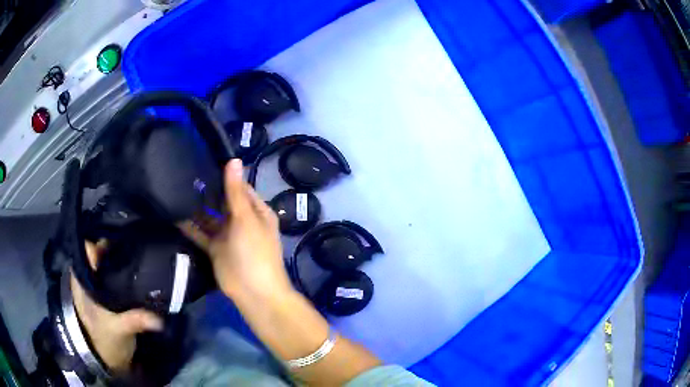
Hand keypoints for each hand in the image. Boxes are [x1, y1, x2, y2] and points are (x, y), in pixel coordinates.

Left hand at [71, 241, 162, 373]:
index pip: (89, 246)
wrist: (107, 358)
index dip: (103, 239)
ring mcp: (100, 282)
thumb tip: (158, 319)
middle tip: (139, 246)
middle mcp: (90, 275)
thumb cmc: (105, 340)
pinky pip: (118, 273)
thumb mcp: (118, 330)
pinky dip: (128, 270)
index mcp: (83, 278)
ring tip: (144, 255)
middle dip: (119, 247)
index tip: (123, 237)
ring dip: (125, 259)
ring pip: (111, 262)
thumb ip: (134, 321)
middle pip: (103, 251)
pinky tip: (143, 270)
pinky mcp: (110, 290)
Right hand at [182, 159, 293, 301]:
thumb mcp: (246, 219)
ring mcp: (227, 235)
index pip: (240, 187)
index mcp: (256, 211)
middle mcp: (241, 221)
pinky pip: (201, 233)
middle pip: (223, 202)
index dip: (225, 175)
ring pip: (210, 217)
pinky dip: (190, 226)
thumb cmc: (254, 252)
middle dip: (208, 191)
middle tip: (184, 173)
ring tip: (176, 189)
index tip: (205, 160)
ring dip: (197, 208)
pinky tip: (174, 213)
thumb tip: (234, 160)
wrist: (253, 292)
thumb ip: (235, 192)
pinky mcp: (215, 249)